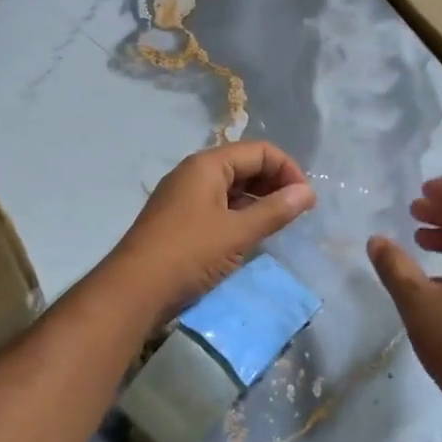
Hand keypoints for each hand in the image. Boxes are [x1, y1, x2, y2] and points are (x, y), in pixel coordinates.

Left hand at [103, 141, 316, 323]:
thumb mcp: (238, 232)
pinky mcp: (179, 220)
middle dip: (274, 183)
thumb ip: (275, 210)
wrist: (134, 290)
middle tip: (296, 212)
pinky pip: (218, 206)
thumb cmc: (189, 254)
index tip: (306, 200)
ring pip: (231, 187)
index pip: (259, 151)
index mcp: (207, 165)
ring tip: (278, 224)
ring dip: (258, 200)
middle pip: (244, 165)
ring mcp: (184, 197)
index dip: (288, 170)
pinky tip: (251, 235)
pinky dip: (239, 214)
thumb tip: (307, 192)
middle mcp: (194, 173)